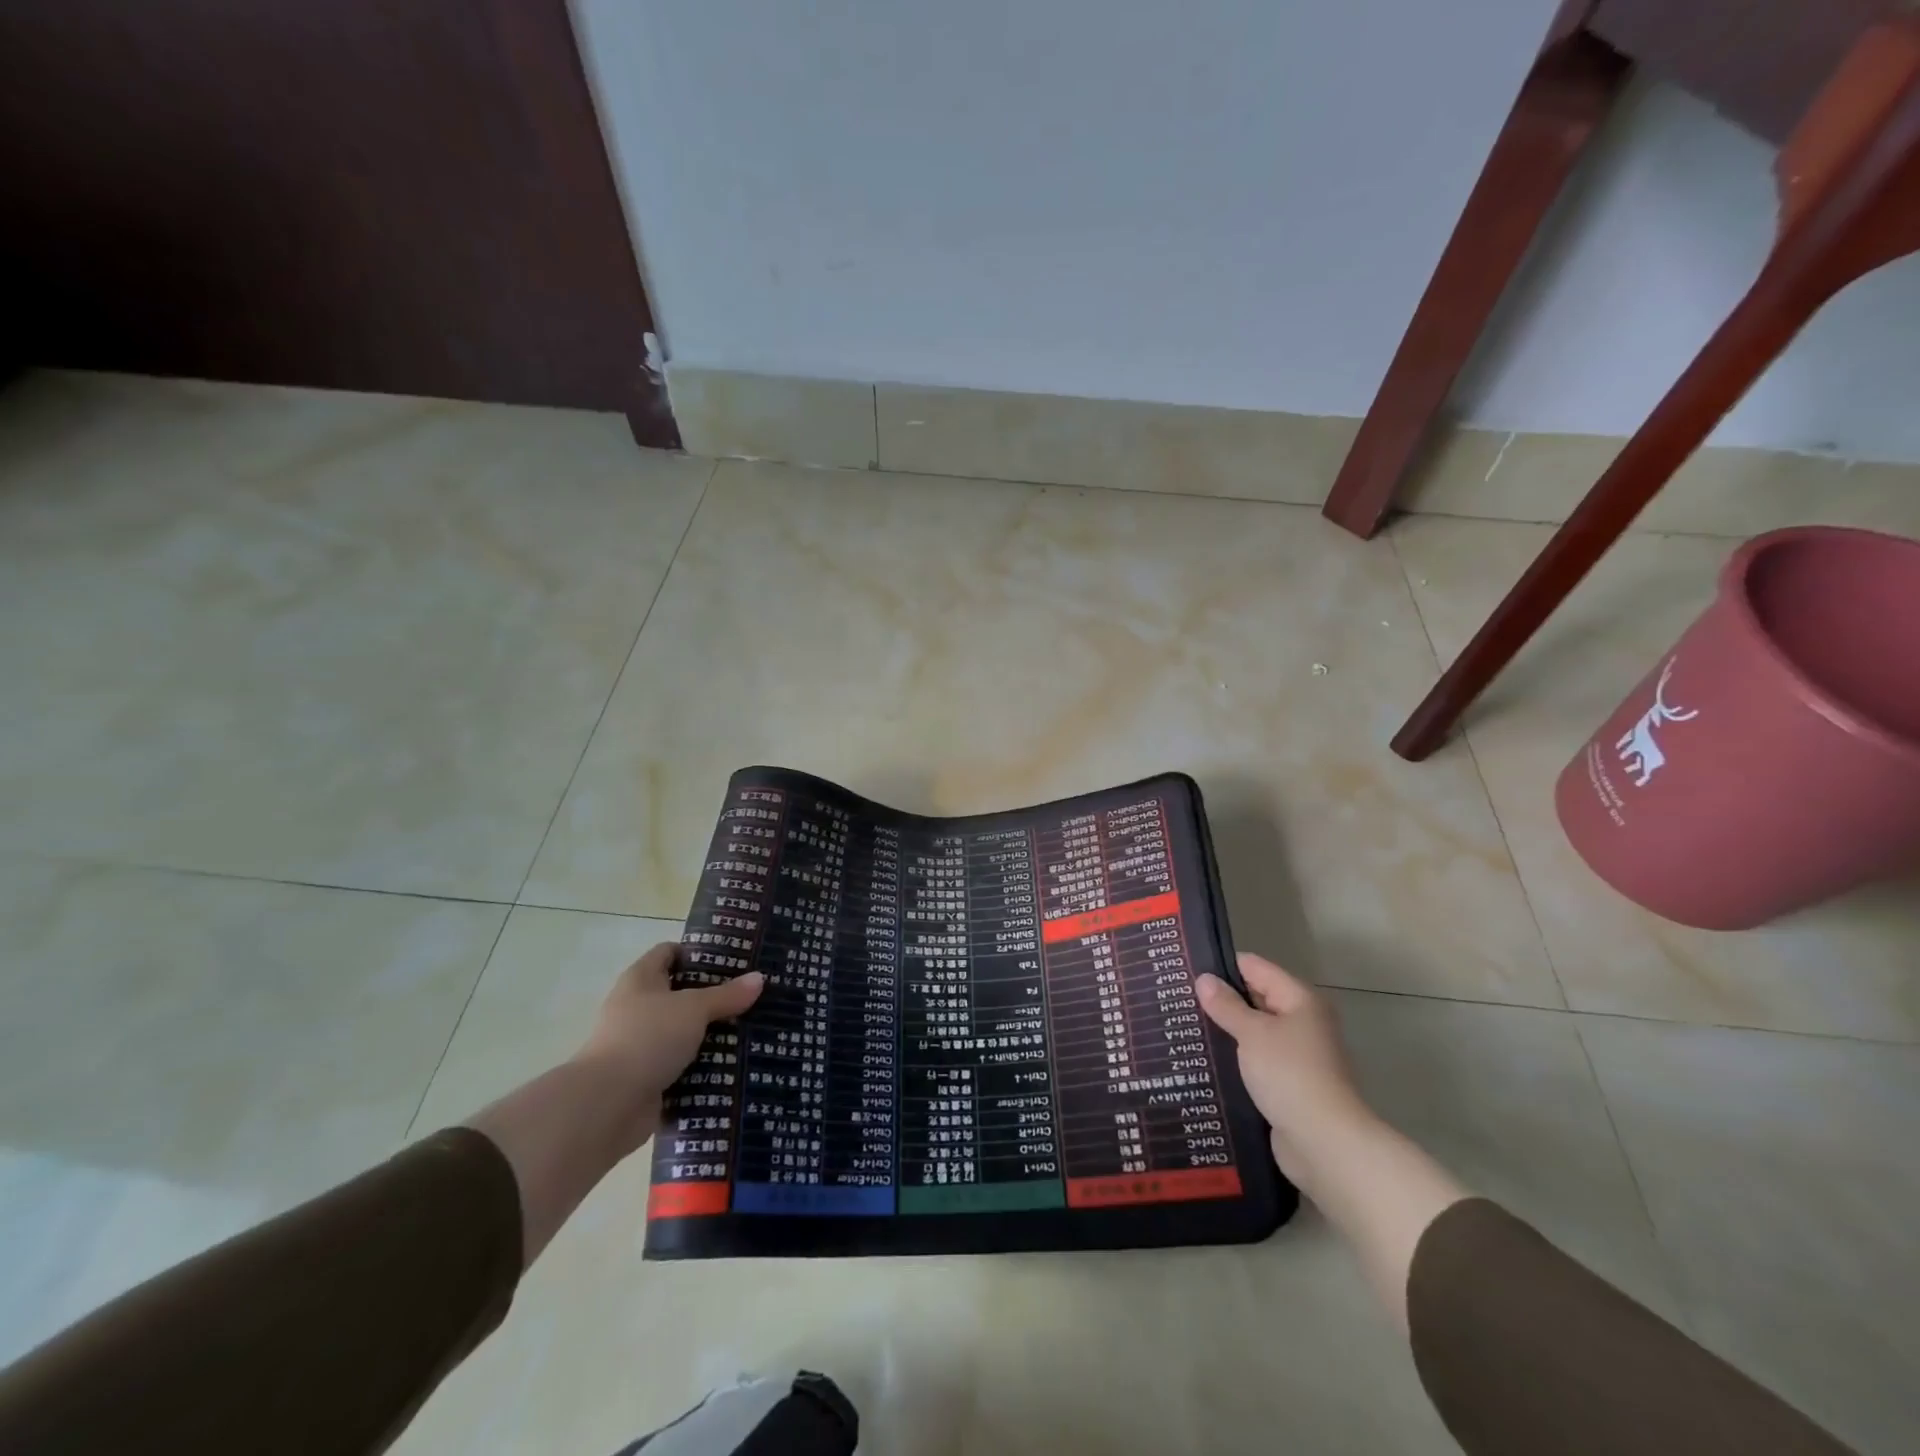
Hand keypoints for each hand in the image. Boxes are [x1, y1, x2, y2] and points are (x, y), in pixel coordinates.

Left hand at [571, 943, 763, 1155]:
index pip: (669, 953)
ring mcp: (641, 1045)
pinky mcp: (648, 1078)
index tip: (734, 959)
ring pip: (684, 1032)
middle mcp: (637, 1008)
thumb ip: (727, 995)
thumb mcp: (693, 1009)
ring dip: (712, 1034)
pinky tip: (736, 1064)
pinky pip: (683, 1066)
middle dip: (714, 996)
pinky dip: (704, 1066)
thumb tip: (759, 978)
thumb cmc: (647, 1038)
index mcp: (641, 980)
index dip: (698, 953)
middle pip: (681, 994)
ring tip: (752, 1028)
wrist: (606, 1105)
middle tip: (752, 995)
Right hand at [1196, 953, 1373, 1183]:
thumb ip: (1226, 1005)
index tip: (1185, 969)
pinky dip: (1234, 1059)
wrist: (1326, 1144)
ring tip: (1183, 1027)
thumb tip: (1204, 979)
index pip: (1254, 967)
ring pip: (1253, 1032)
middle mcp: (1301, 1022)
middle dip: (1220, 999)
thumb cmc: (1290, 1075)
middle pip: (1255, 998)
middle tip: (1177, 998)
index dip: (1221, 966)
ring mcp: (1296, 1055)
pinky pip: (1255, 1060)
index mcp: (1299, 1000)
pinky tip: (1203, 1060)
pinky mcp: (1287, 1084)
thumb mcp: (1252, 1033)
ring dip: (1225, 1031)